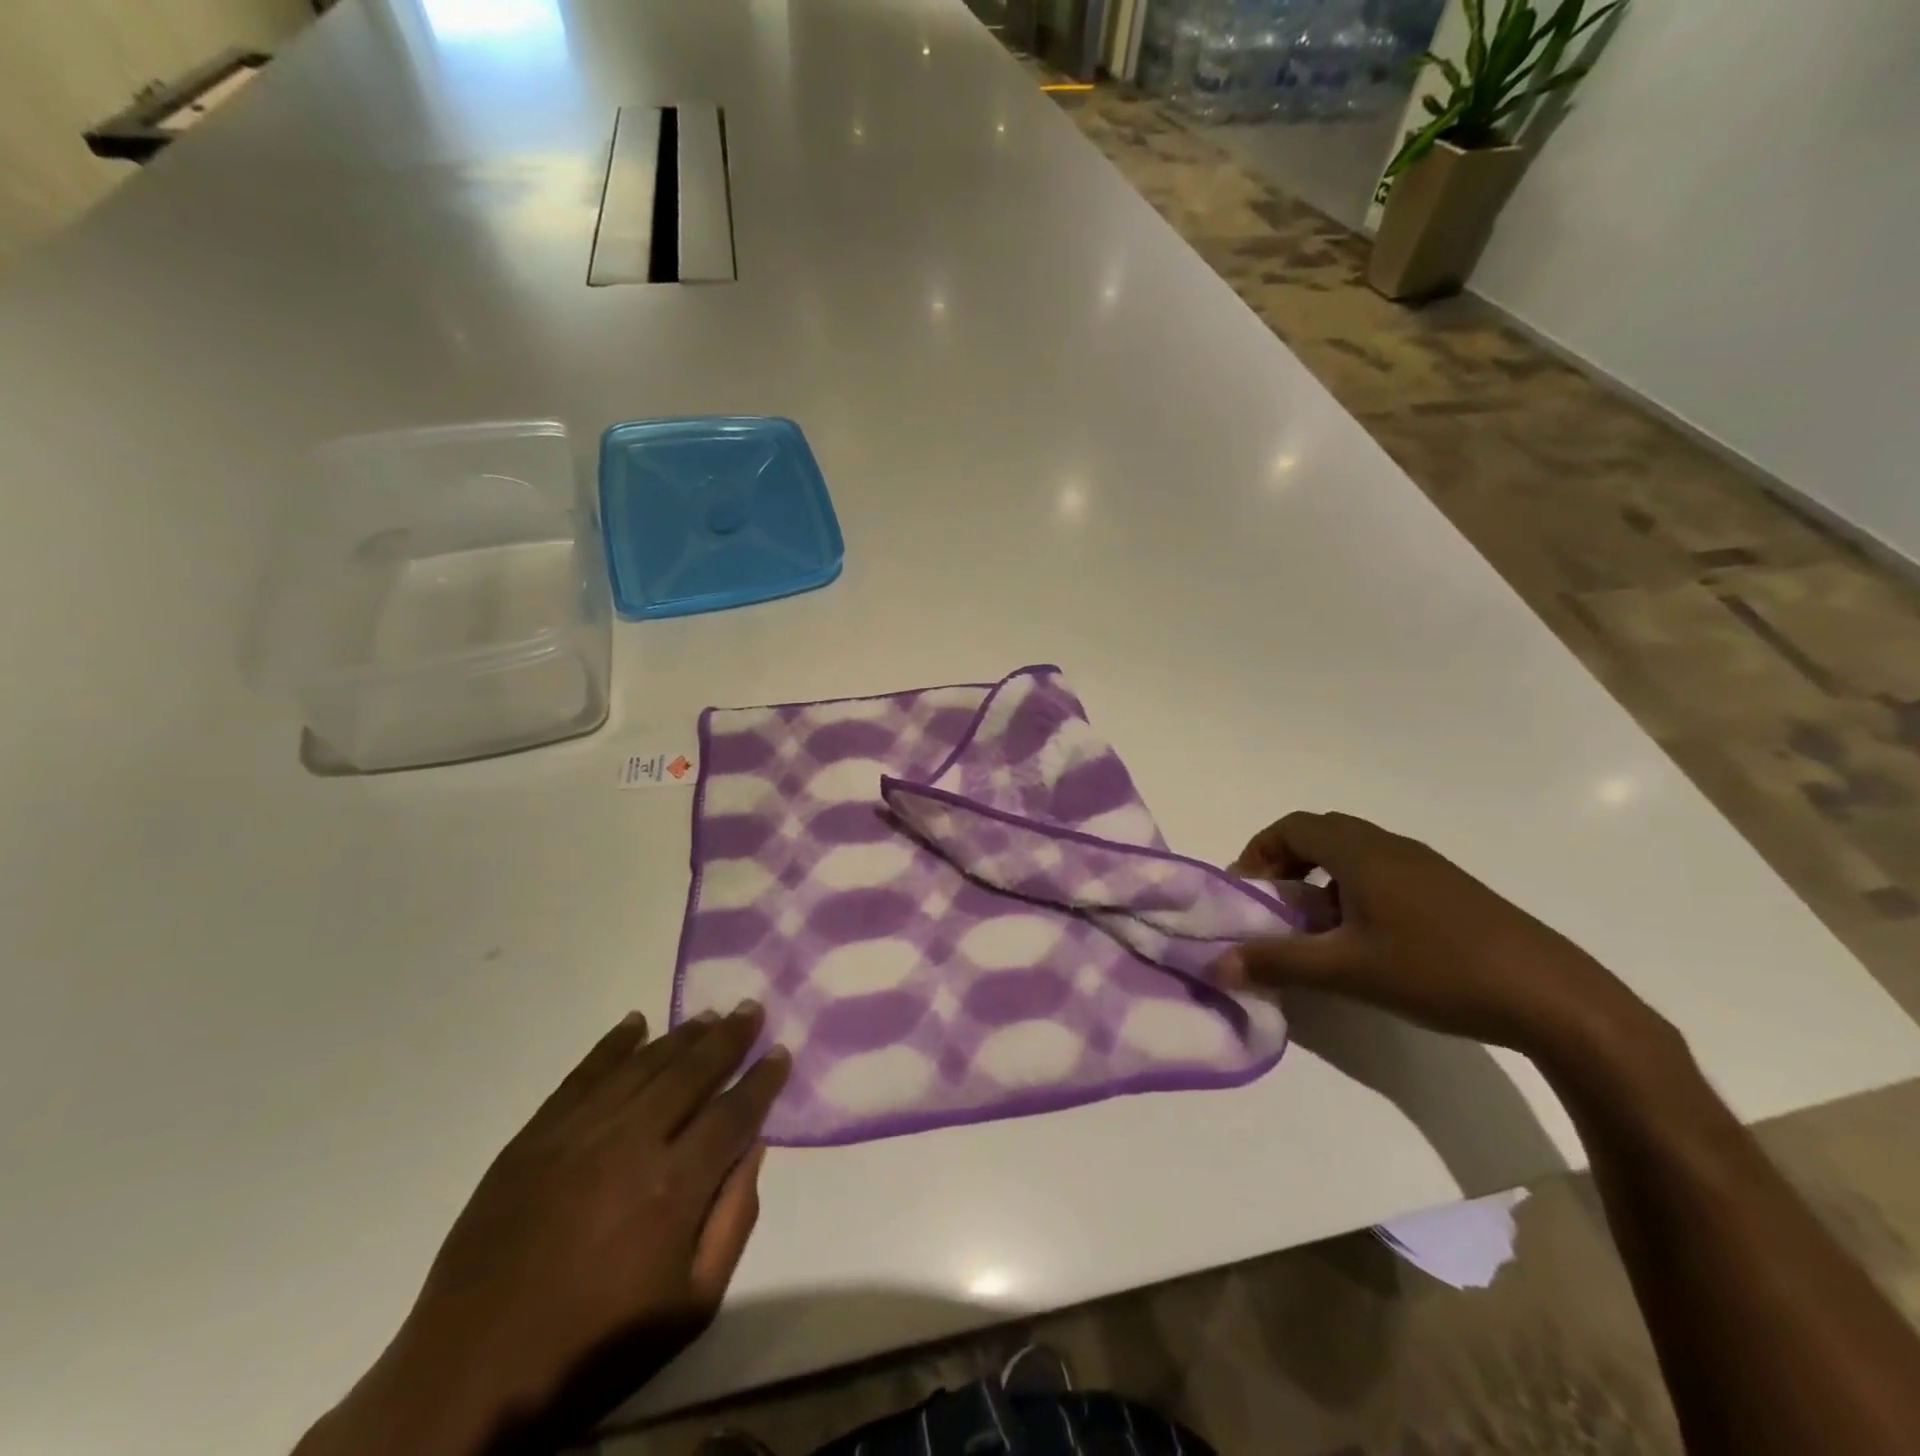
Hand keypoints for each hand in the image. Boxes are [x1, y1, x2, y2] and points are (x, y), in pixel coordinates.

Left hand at [296, 1004, 788, 1455]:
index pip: (734, 1112)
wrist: (470, 1379)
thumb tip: (754, 1148)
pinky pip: (584, 1074)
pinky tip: (636, 1022)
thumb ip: (734, 1221)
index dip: (763, 1079)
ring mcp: (577, 1133)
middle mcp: (631, 1142)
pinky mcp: (534, 1136)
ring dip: (681, 1035)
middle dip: (729, 1037)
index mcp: (674, 1187)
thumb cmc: (594, 1348)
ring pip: (643, 1064)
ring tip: (709, 1014)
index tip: (781, 1052)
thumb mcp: (690, 1307)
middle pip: (692, 1071)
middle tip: (751, 1008)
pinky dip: (613, 1044)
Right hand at [1215, 811, 1660, 1063]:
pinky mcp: (1449, 890)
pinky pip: (1383, 872)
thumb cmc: (1437, 970)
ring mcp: (1425, 866)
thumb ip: (1277, 963)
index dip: (1259, 851)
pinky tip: (1368, 940)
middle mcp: (1391, 846)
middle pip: (1322, 833)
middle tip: (1275, 906)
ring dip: (1321, 878)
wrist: (1553, 998)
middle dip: (1287, 862)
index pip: (1293, 827)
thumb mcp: (1346, 971)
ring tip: (1317, 928)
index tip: (1247, 891)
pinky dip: (1355, 890)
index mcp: (1362, 852)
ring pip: (1355, 853)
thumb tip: (1216, 964)